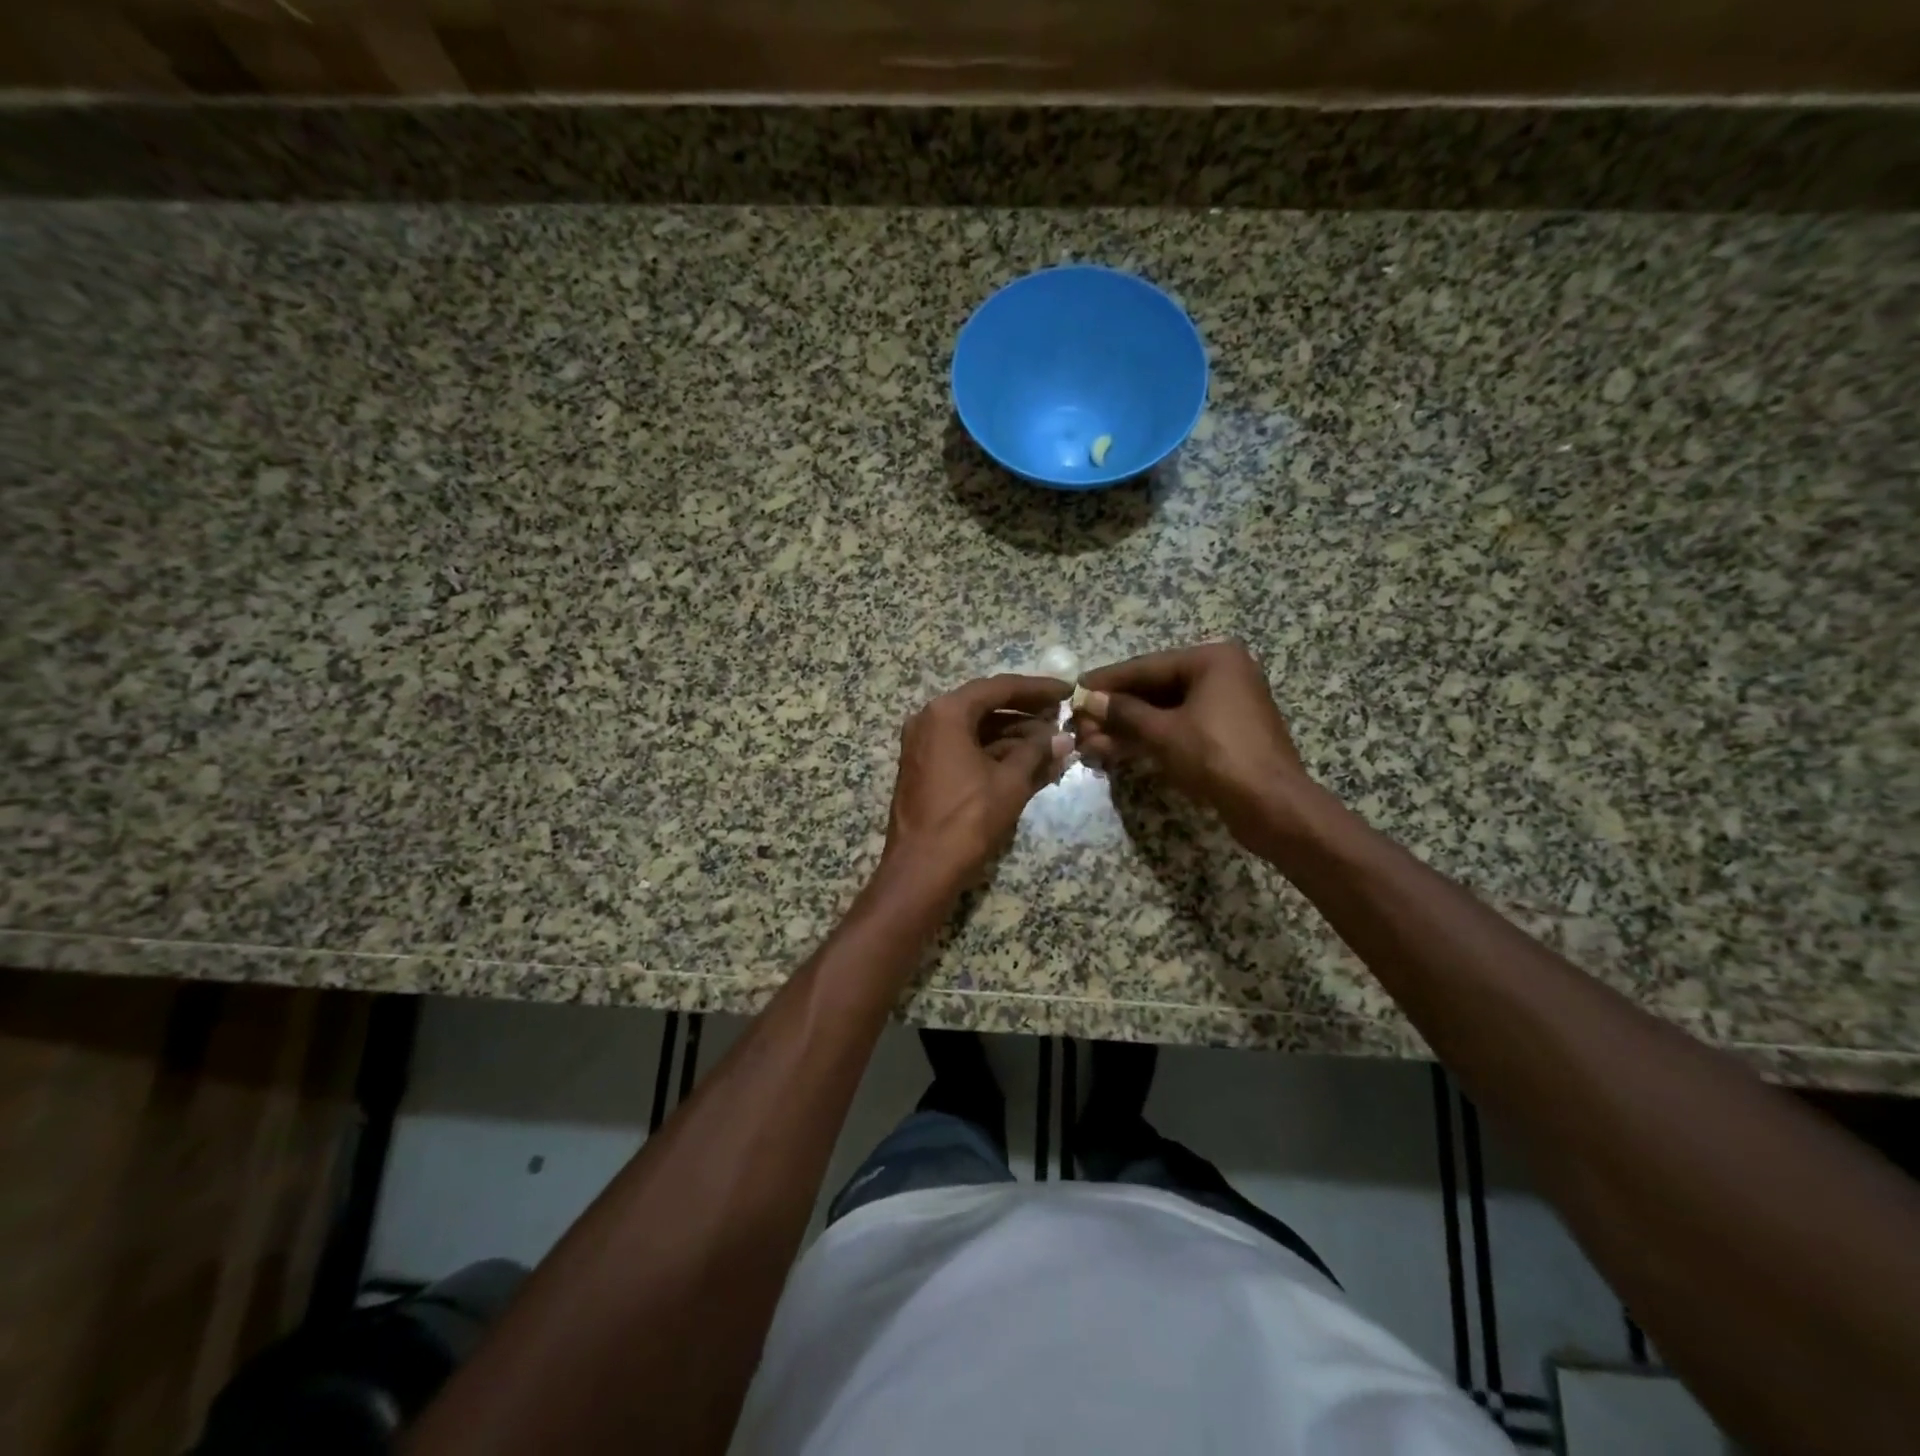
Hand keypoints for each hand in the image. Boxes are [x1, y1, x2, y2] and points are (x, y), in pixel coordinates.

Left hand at [883, 675, 1073, 889]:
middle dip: (1025, 712)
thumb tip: (1062, 738)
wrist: (921, 868)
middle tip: (1061, 714)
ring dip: (1012, 734)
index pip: (999, 688)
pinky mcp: (925, 768)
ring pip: (975, 729)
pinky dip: (994, 751)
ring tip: (1052, 740)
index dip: (1037, 688)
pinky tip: (1027, 760)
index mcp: (946, 713)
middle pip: (985, 705)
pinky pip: (964, 748)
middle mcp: (929, 720)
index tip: (1067, 691)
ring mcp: (923, 744)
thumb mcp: (1009, 782)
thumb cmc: (967, 819)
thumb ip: (1037, 753)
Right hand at [1073, 641, 1311, 849]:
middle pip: (1154, 688)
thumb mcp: (1163, 733)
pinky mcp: (1225, 733)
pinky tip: (1115, 749)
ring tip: (1089, 742)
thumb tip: (1089, 700)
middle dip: (1115, 710)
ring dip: (1127, 727)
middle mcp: (1222, 674)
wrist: (1272, 806)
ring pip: (1164, 711)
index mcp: (1212, 660)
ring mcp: (1226, 704)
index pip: (1146, 666)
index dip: (1107, 681)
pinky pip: (1179, 727)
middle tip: (1078, 722)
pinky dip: (1149, 738)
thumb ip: (1123, 713)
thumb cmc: (1217, 757)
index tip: (1075, 689)